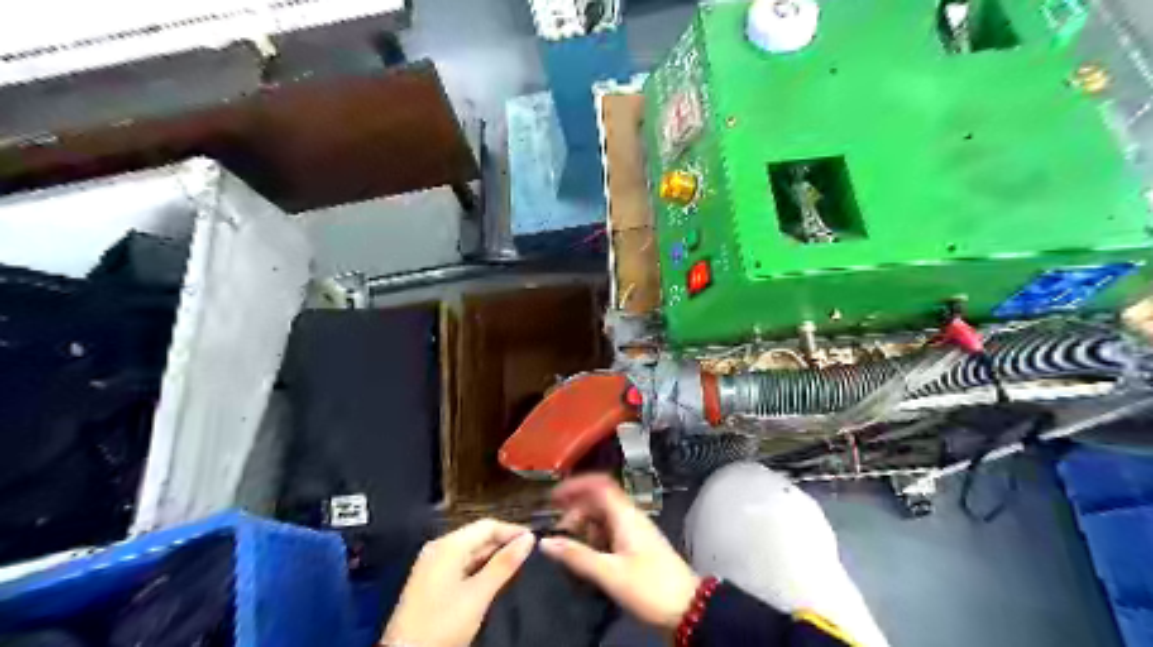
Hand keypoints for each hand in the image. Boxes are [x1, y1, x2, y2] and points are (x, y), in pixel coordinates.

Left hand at [381, 519, 535, 645]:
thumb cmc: (443, 623)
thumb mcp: (479, 594)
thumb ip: (504, 564)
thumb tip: (529, 538)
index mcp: (448, 545)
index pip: (487, 526)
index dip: (512, 531)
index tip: (535, 541)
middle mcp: (438, 548)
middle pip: (477, 536)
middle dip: (502, 544)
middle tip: (529, 555)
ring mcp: (431, 564)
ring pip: (469, 551)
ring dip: (491, 557)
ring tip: (516, 566)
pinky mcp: (429, 581)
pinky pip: (459, 564)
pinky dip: (477, 567)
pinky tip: (492, 579)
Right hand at [536, 475, 698, 631]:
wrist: (688, 609)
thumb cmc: (650, 587)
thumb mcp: (610, 573)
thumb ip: (577, 557)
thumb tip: (546, 542)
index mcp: (625, 516)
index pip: (599, 485)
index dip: (576, 485)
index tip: (554, 496)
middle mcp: (630, 517)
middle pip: (599, 501)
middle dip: (576, 511)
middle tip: (559, 530)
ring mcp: (635, 531)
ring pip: (604, 517)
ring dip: (585, 526)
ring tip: (570, 546)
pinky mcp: (637, 546)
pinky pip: (610, 532)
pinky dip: (595, 538)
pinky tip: (587, 556)